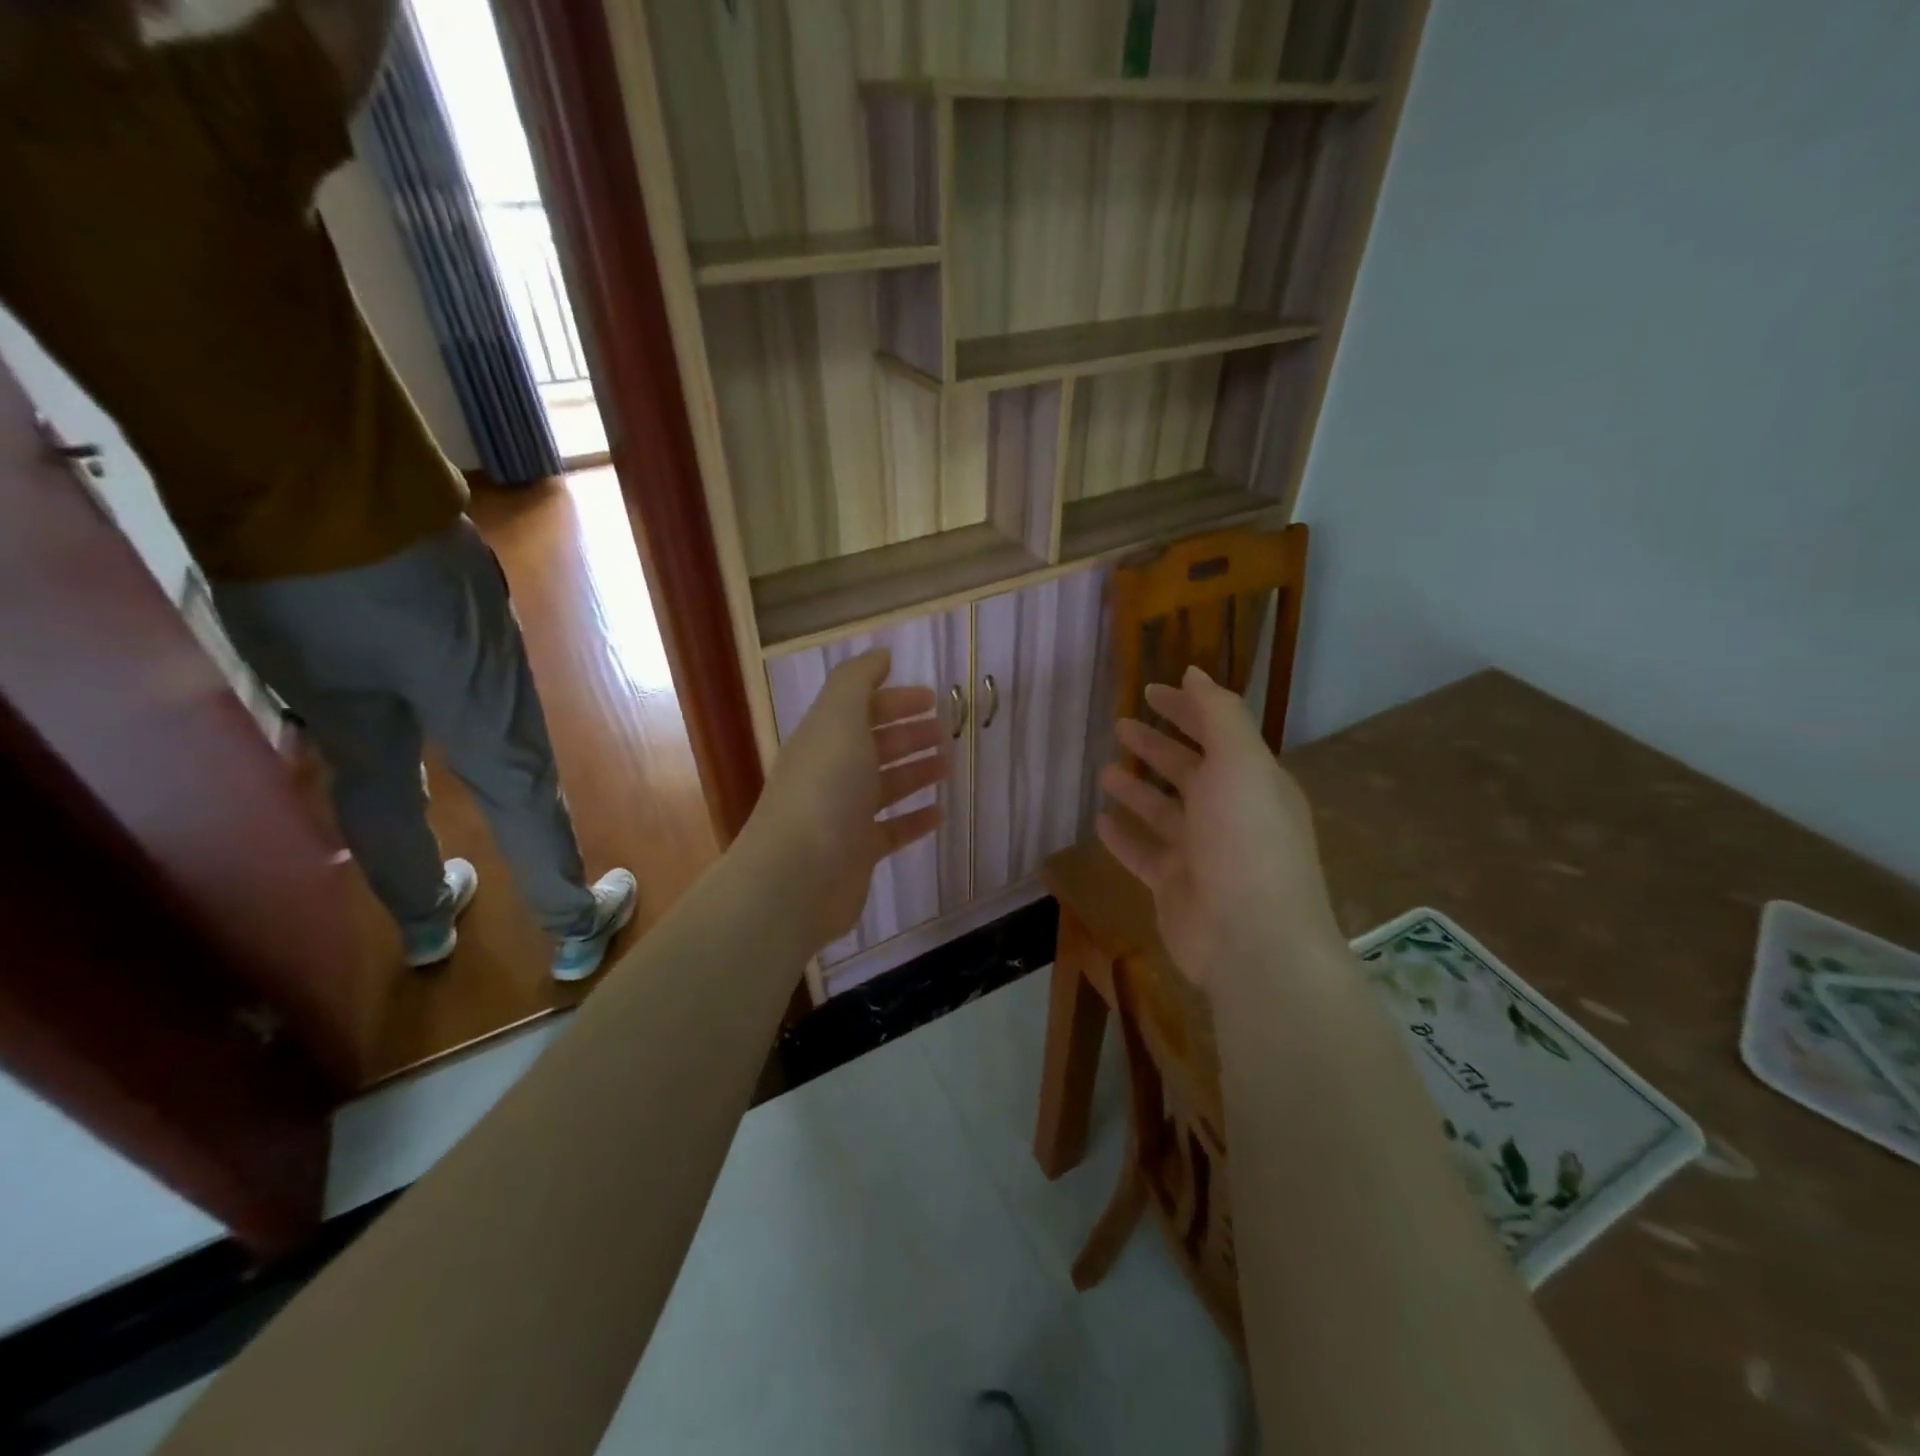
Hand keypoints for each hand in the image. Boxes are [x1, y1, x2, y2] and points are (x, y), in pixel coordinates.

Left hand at [738, 649, 947, 954]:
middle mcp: (831, 773)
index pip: (860, 709)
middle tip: (946, 732)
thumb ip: (858, 681)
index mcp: (824, 738)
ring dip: (915, 772)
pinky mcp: (857, 853)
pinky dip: (915, 818)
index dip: (894, 700)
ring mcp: (843, 815)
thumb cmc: (823, 789)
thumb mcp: (839, 719)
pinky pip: (892, 830)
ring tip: (948, 765)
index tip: (933, 698)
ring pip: (885, 786)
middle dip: (908, 735)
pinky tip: (940, 813)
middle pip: (874, 746)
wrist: (797, 876)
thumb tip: (880, 654)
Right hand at [1097, 666, 1340, 986]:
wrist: (1250, 939)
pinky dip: (1123, 836)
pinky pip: (1143, 853)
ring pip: (1163, 811)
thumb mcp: (1241, 762)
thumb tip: (1194, 671)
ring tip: (1105, 770)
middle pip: (1187, 770)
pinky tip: (1099, 820)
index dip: (1185, 708)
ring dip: (1136, 790)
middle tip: (1119, 725)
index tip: (1149, 690)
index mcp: (1252, 780)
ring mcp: (1201, 853)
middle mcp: (1228, 813)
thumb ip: (1219, 714)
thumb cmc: (1246, 840)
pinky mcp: (1174, 886)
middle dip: (1156, 746)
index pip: (1216, 732)